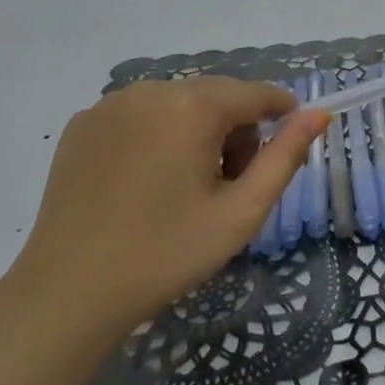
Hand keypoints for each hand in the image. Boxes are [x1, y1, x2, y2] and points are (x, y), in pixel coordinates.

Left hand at [7, 77, 329, 338]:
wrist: (66, 294)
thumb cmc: (164, 255)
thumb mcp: (240, 213)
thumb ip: (285, 157)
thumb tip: (317, 114)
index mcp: (192, 106)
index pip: (255, 93)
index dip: (280, 112)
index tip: (289, 140)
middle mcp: (151, 90)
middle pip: (216, 96)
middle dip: (234, 130)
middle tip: (227, 186)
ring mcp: (111, 104)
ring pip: (178, 103)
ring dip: (196, 131)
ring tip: (185, 187)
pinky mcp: (83, 124)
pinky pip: (140, 115)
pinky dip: (157, 136)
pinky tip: (144, 183)